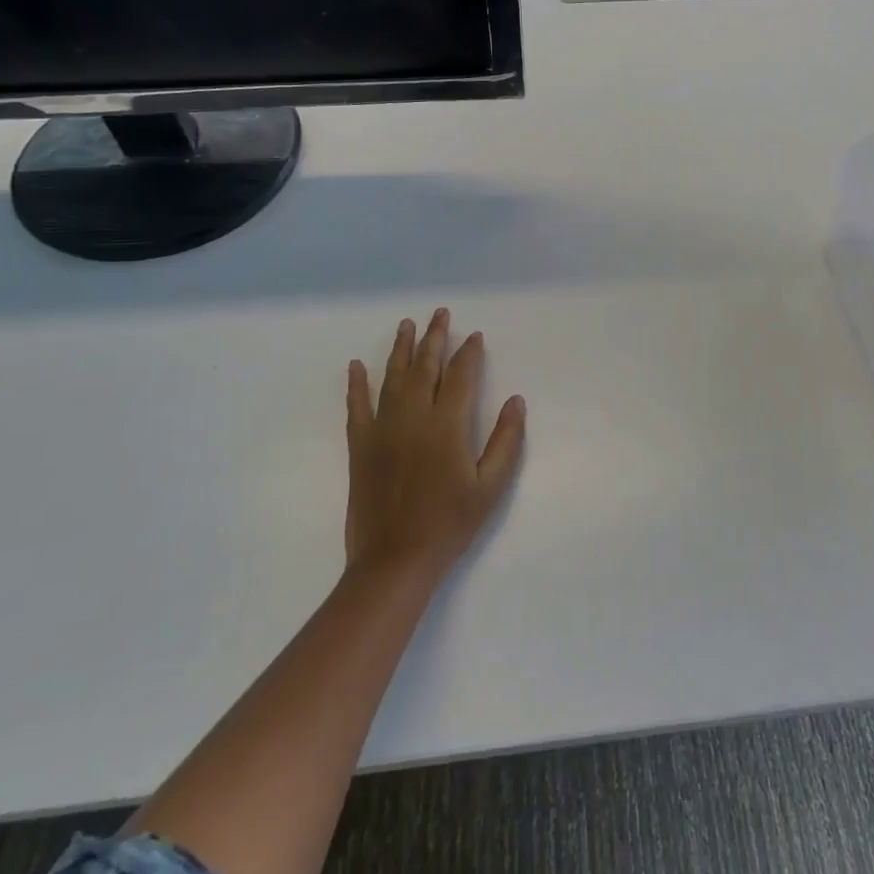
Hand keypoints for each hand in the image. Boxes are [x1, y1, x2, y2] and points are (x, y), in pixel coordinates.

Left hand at [345, 308, 526, 584]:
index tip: (474, 335)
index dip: (469, 353)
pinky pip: (357, 405)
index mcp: (448, 425)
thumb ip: (506, 440)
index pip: (460, 376)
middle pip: (425, 367)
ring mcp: (383, 428)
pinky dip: (357, 384)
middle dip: (435, 337)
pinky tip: (356, 365)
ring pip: (393, 377)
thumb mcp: (490, 486)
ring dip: (401, 349)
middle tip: (440, 313)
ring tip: (407, 324)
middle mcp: (414, 416)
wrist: (395, 560)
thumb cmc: (449, 523)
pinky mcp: (361, 445)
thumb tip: (517, 400)